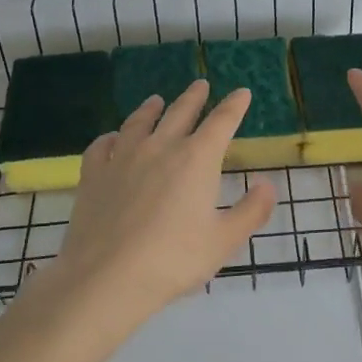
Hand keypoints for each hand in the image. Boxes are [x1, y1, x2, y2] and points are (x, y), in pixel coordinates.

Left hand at [44, 79, 275, 320]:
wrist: (107, 277)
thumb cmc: (174, 260)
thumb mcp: (224, 240)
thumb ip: (250, 211)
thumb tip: (267, 184)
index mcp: (196, 159)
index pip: (221, 122)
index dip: (234, 106)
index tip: (242, 92)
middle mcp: (160, 148)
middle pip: (180, 113)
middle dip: (194, 97)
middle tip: (200, 84)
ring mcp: (122, 159)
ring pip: (139, 123)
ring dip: (151, 109)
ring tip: (156, 100)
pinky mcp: (93, 175)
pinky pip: (102, 146)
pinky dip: (111, 138)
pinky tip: (112, 139)